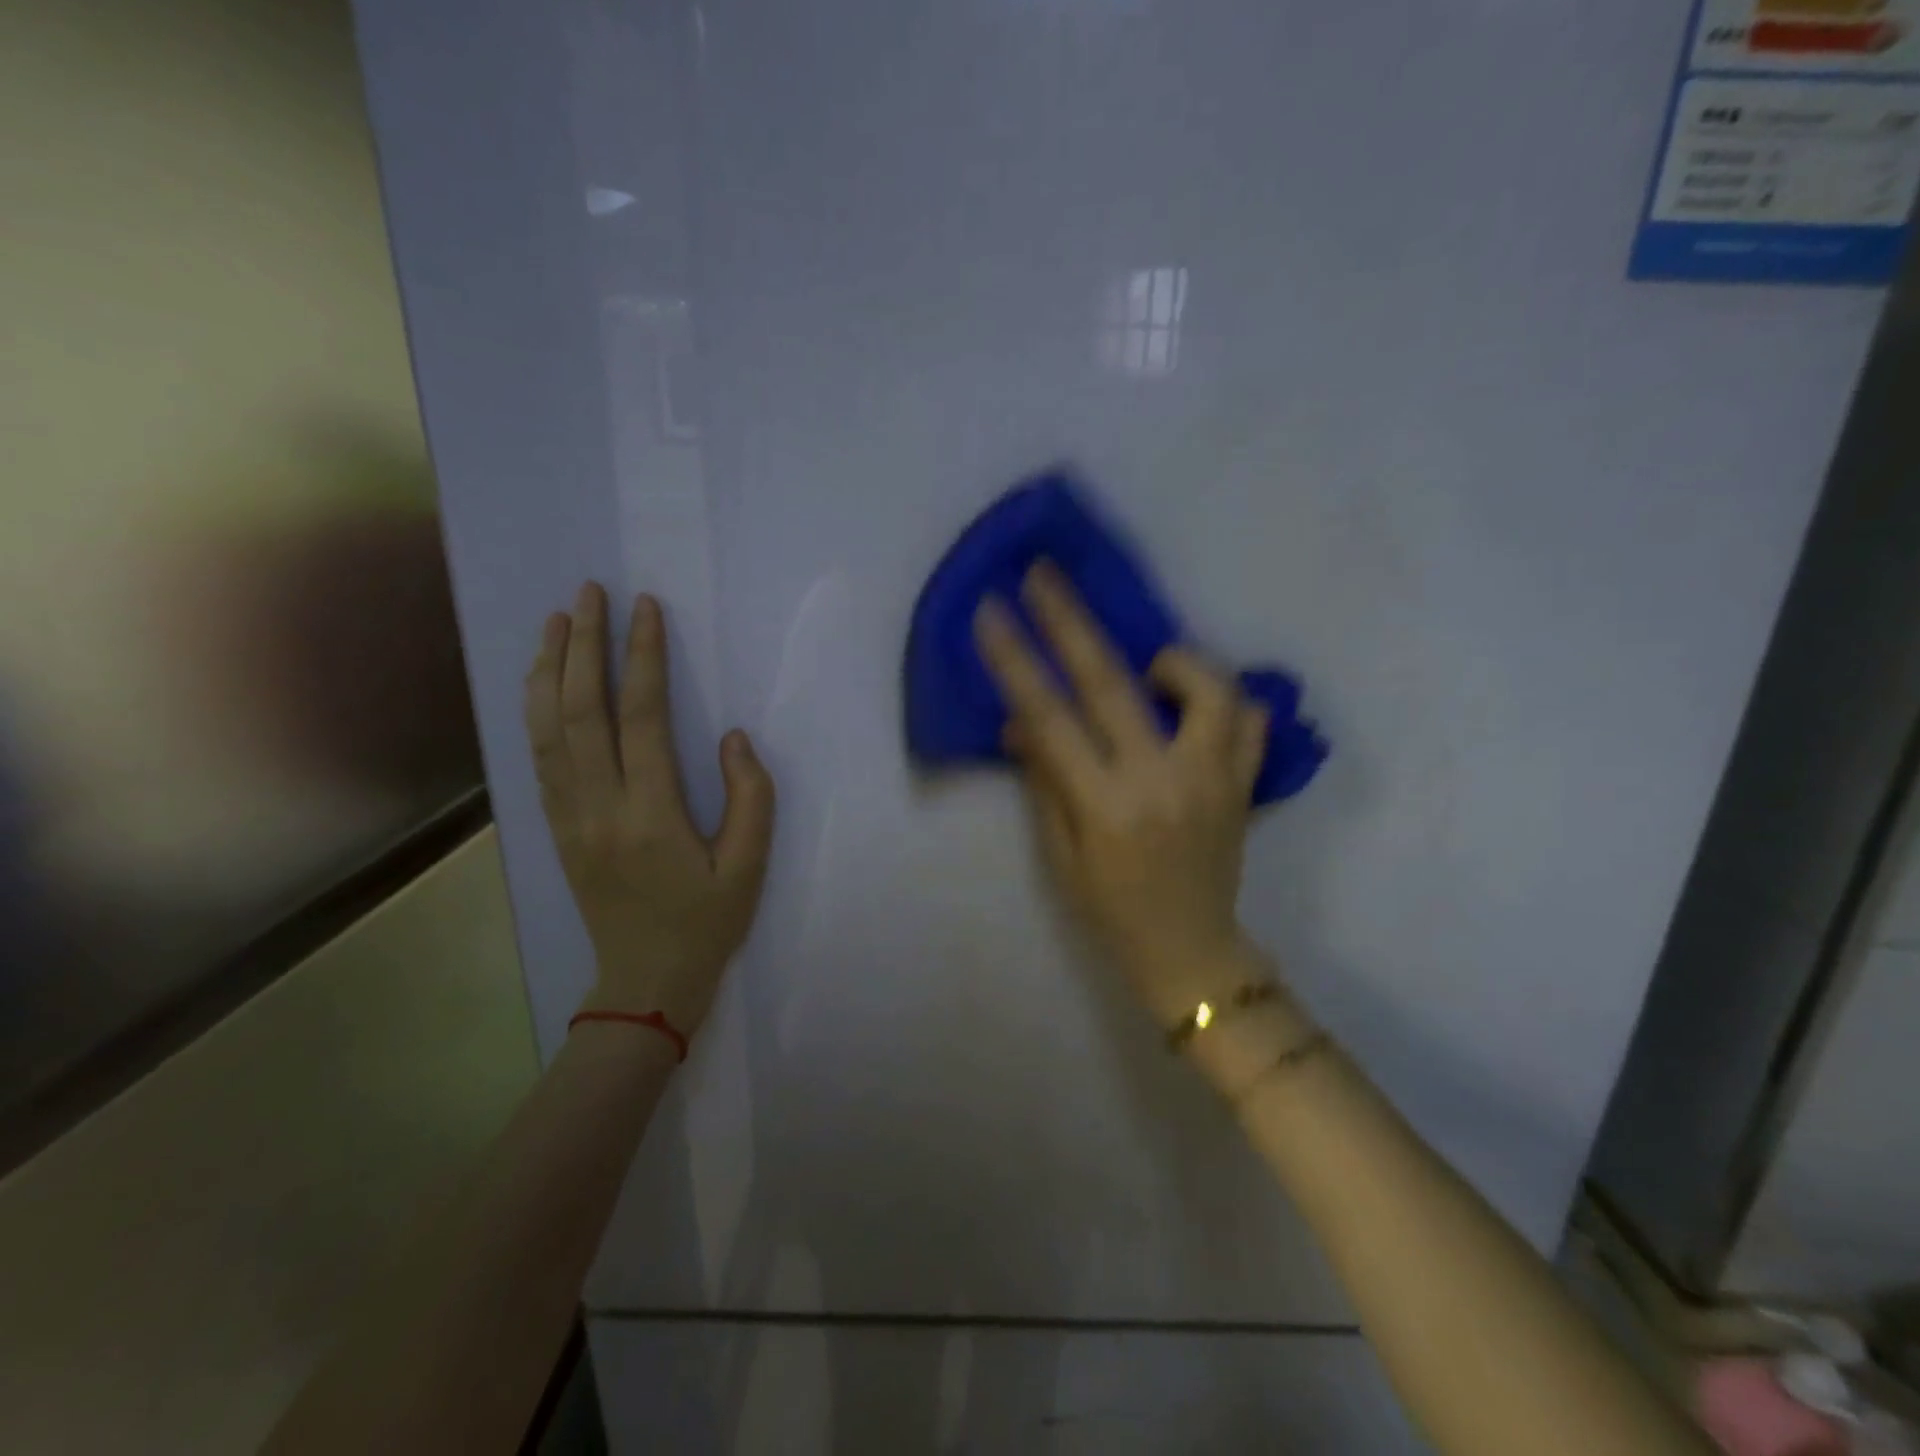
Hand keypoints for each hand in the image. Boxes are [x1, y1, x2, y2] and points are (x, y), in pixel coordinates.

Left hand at [525, 583, 774, 1039]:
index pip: (641, 719)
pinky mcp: (555, 827)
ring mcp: (567, 817)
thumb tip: (732, 739)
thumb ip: (750, 799)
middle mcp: (597, 807)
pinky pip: (538, 758)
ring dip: (549, 670)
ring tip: (556, 621)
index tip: (647, 610)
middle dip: (583, 645)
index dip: (642, 658)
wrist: (644, 982)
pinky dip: (536, 710)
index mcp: (649, 815)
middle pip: (579, 712)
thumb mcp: (748, 867)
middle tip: (589, 594)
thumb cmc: (705, 924)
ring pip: (546, 730)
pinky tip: (542, 682)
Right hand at [975, 564, 1270, 1027]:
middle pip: (1112, 681)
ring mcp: (1212, 778)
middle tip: (1045, 574)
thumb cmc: (1110, 910)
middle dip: (1071, 619)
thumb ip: (1045, 780)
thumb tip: (1022, 722)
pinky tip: (1196, 707)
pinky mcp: (1243, 783)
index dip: (1016, 660)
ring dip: (1171, 661)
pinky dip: (1224, 699)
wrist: (1190, 951)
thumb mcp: (1060, 855)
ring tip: (1150, 668)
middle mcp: (1160, 780)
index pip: (1049, 716)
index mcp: (1104, 804)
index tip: (993, 612)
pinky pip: (1250, 719)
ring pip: (1206, 686)